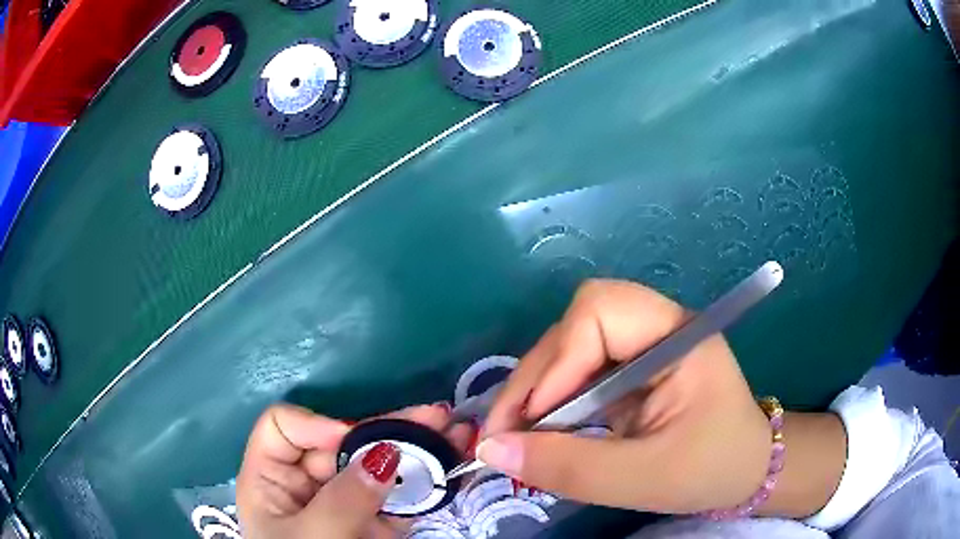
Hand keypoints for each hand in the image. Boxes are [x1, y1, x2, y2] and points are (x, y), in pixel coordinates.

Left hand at [237, 403, 473, 537]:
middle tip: (433, 418)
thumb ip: (344, 499)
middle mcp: (307, 484)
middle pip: (341, 441)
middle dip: (387, 428)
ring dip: (416, 447)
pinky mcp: (373, 520)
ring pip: (377, 465)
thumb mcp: (314, 537)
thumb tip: (385, 454)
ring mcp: (344, 501)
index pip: (284, 428)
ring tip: (453, 432)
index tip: (353, 443)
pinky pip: (398, 493)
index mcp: (271, 479)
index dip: (318, 426)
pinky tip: (451, 462)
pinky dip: (426, 479)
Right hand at [480, 279, 843, 515]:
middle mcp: (656, 327)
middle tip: (505, 432)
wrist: (746, 470)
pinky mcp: (630, 369)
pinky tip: (542, 432)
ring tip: (517, 436)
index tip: (534, 419)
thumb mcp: (643, 479)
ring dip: (537, 390)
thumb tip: (491, 450)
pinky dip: (551, 401)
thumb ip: (569, 467)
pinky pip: (576, 371)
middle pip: (576, 324)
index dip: (559, 360)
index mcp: (677, 336)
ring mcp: (642, 346)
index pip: (601, 310)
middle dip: (536, 377)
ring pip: (568, 347)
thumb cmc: (711, 469)